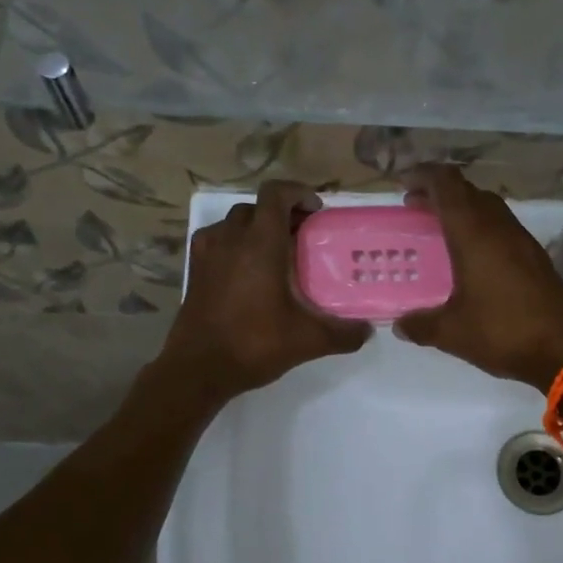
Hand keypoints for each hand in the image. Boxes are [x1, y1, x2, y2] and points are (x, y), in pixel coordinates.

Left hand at [156, 180, 369, 404]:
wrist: (198, 369)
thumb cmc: (254, 344)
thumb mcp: (308, 340)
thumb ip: (343, 333)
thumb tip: (368, 331)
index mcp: (260, 243)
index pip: (275, 194)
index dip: (298, 193)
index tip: (316, 212)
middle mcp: (231, 238)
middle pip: (256, 207)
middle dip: (281, 213)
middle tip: (302, 236)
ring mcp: (207, 253)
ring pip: (234, 222)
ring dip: (256, 228)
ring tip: (276, 253)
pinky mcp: (194, 270)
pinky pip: (216, 240)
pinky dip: (234, 244)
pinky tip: (246, 271)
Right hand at [395, 164, 562, 390]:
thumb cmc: (502, 332)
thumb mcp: (451, 332)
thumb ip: (420, 325)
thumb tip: (399, 325)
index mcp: (474, 233)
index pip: (447, 184)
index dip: (423, 175)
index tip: (403, 183)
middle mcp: (499, 227)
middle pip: (468, 191)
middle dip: (439, 193)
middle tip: (415, 208)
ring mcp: (522, 240)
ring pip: (489, 208)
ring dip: (463, 210)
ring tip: (441, 231)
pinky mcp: (537, 257)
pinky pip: (503, 228)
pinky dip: (482, 229)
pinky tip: (473, 258)